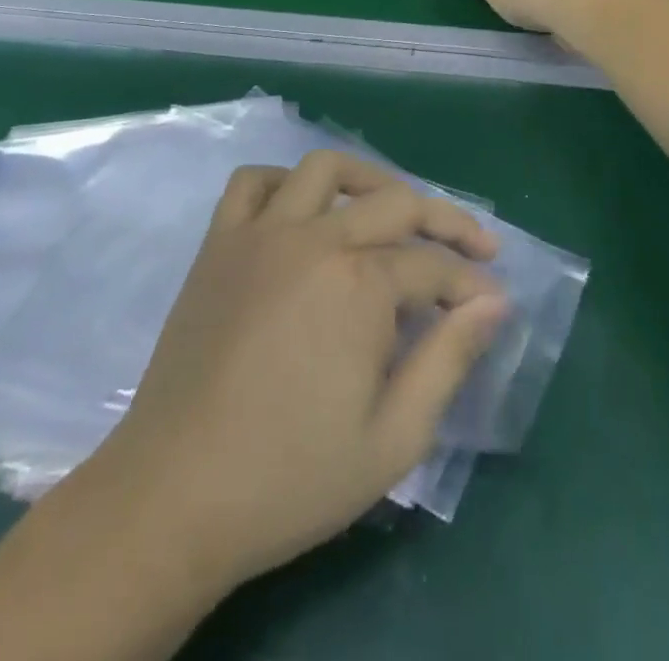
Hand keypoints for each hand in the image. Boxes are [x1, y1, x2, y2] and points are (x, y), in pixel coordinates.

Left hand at [103, 153, 507, 592]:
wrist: (174, 497)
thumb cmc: (290, 479)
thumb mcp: (393, 438)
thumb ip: (450, 359)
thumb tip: (495, 302)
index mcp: (359, 285)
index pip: (433, 265)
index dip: (470, 282)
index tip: (492, 300)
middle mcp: (314, 239)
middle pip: (395, 203)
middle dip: (445, 221)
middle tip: (474, 245)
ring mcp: (260, 234)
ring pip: (325, 170)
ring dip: (370, 180)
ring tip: (393, 208)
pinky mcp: (219, 244)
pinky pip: (253, 183)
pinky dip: (285, 182)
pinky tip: (305, 210)